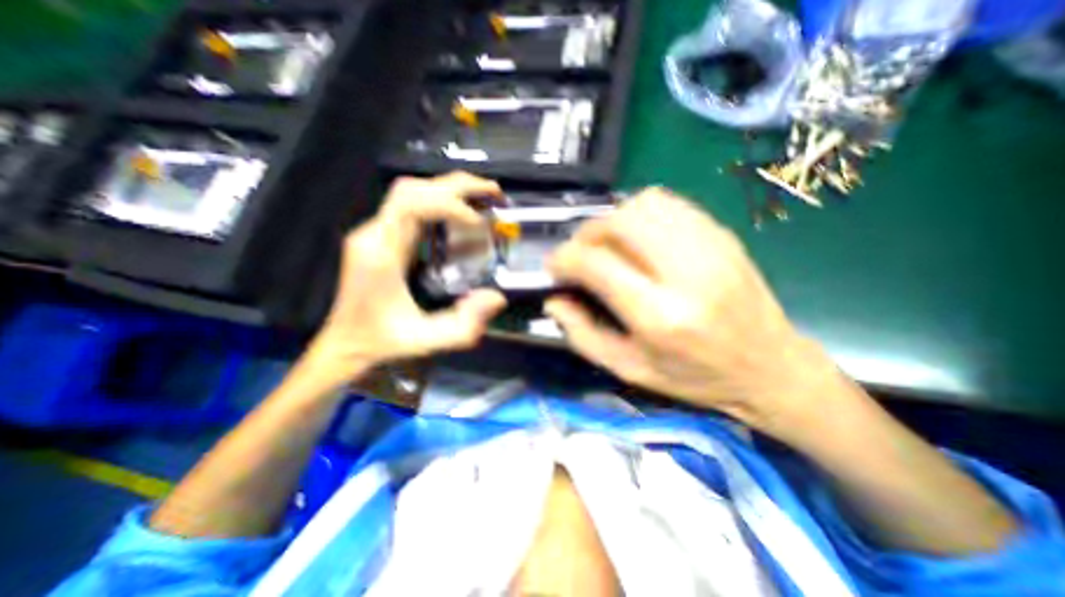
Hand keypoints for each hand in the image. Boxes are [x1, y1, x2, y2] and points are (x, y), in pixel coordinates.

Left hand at [309, 172, 505, 385]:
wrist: (346, 344)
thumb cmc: (382, 342)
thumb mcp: (426, 340)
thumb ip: (464, 326)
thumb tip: (497, 297)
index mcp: (380, 254)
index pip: (411, 205)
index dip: (450, 205)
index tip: (479, 223)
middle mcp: (373, 235)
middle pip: (412, 189)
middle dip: (457, 186)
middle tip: (494, 194)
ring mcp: (374, 233)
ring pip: (411, 191)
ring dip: (449, 189)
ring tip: (483, 199)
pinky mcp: (381, 237)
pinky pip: (411, 206)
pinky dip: (441, 201)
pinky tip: (462, 214)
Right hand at [548, 189, 839, 430]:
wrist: (771, 369)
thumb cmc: (695, 378)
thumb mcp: (629, 370)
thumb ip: (583, 335)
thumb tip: (554, 301)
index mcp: (660, 316)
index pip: (597, 263)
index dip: (565, 259)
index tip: (555, 267)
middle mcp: (687, 273)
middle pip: (620, 222)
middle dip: (587, 233)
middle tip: (580, 254)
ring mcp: (711, 247)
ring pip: (645, 204)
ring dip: (614, 220)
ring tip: (608, 244)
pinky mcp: (723, 236)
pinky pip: (671, 204)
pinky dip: (642, 214)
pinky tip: (638, 238)